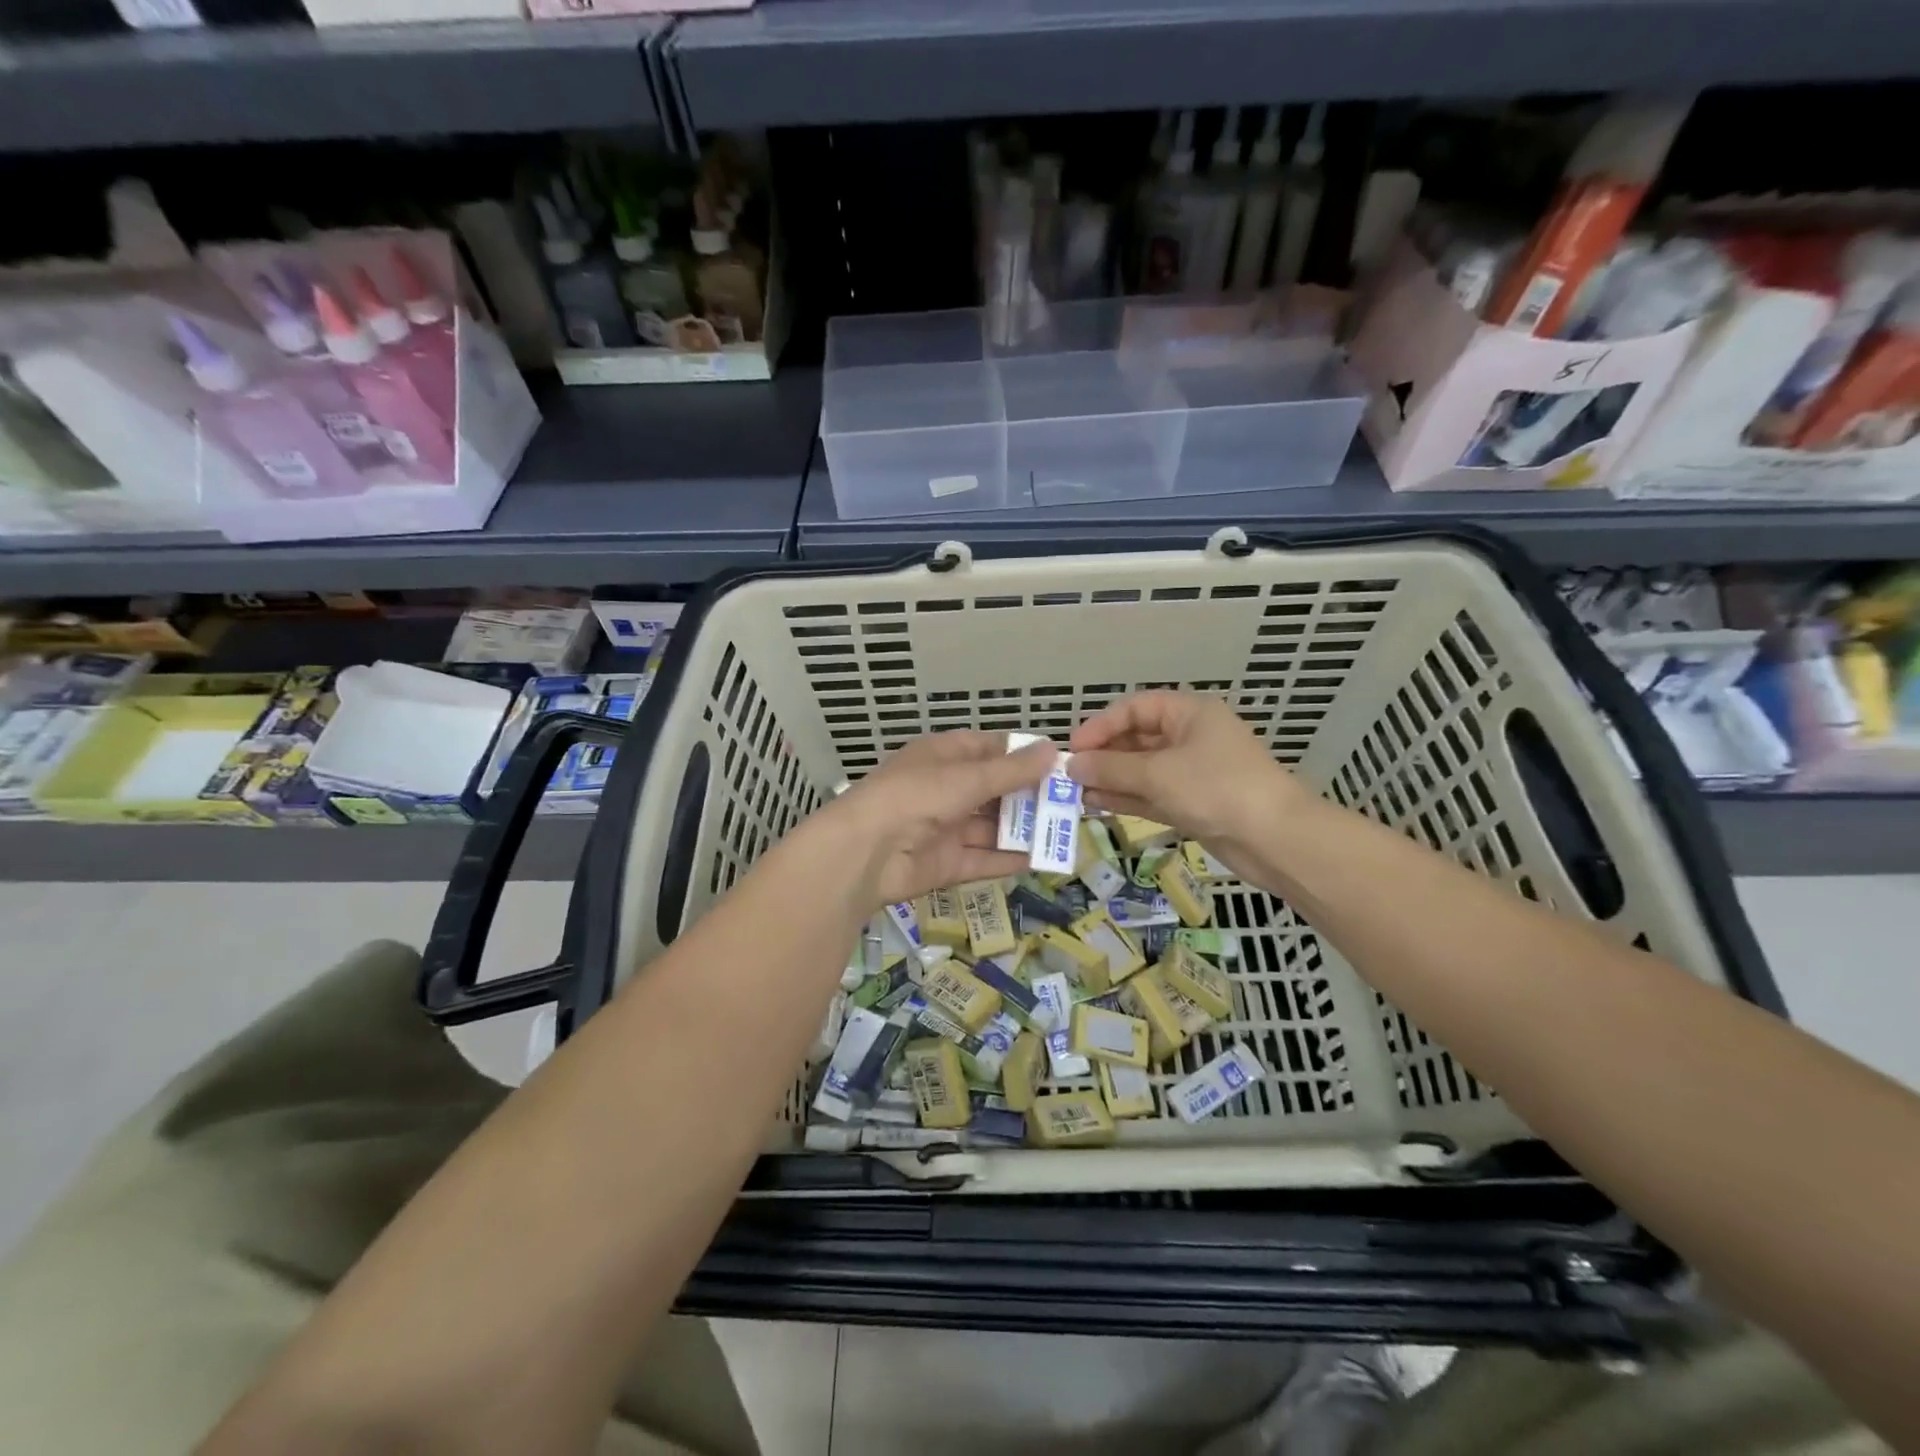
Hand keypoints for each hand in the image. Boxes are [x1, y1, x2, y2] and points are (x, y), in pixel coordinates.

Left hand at [820, 731, 1057, 910]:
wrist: (864, 853)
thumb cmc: (916, 797)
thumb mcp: (967, 778)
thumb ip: (1011, 770)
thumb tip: (1053, 749)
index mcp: (944, 756)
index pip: (990, 748)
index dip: (1022, 755)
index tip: (1060, 764)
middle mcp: (945, 789)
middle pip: (995, 789)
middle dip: (1029, 796)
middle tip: (1072, 801)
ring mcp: (945, 828)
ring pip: (992, 826)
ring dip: (1024, 829)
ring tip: (1066, 831)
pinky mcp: (946, 864)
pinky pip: (983, 858)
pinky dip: (1009, 859)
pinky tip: (1041, 859)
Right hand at [1067, 691, 1303, 868]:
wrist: (1275, 839)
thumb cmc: (1216, 789)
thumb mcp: (1158, 774)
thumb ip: (1111, 768)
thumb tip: (1072, 766)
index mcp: (1189, 713)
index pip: (1134, 709)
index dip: (1101, 725)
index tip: (1073, 749)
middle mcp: (1189, 737)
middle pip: (1136, 739)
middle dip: (1102, 756)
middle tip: (1067, 775)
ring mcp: (1191, 772)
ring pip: (1140, 770)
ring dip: (1109, 780)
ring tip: (1073, 793)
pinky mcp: (1192, 803)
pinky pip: (1150, 794)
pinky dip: (1125, 798)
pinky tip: (1095, 805)